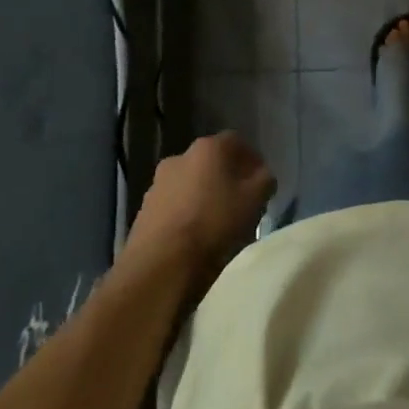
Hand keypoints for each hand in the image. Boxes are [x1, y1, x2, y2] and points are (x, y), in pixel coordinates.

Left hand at [122, 132, 275, 283]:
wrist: (161, 266)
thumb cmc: (214, 225)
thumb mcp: (254, 201)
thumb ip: (264, 180)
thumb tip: (262, 175)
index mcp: (209, 148)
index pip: (237, 142)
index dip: (252, 160)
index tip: (261, 182)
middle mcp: (181, 156)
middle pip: (211, 161)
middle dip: (226, 177)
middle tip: (240, 201)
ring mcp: (158, 183)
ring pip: (190, 183)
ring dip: (203, 195)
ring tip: (216, 222)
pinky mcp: (144, 209)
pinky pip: (173, 204)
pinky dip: (185, 213)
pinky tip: (193, 235)